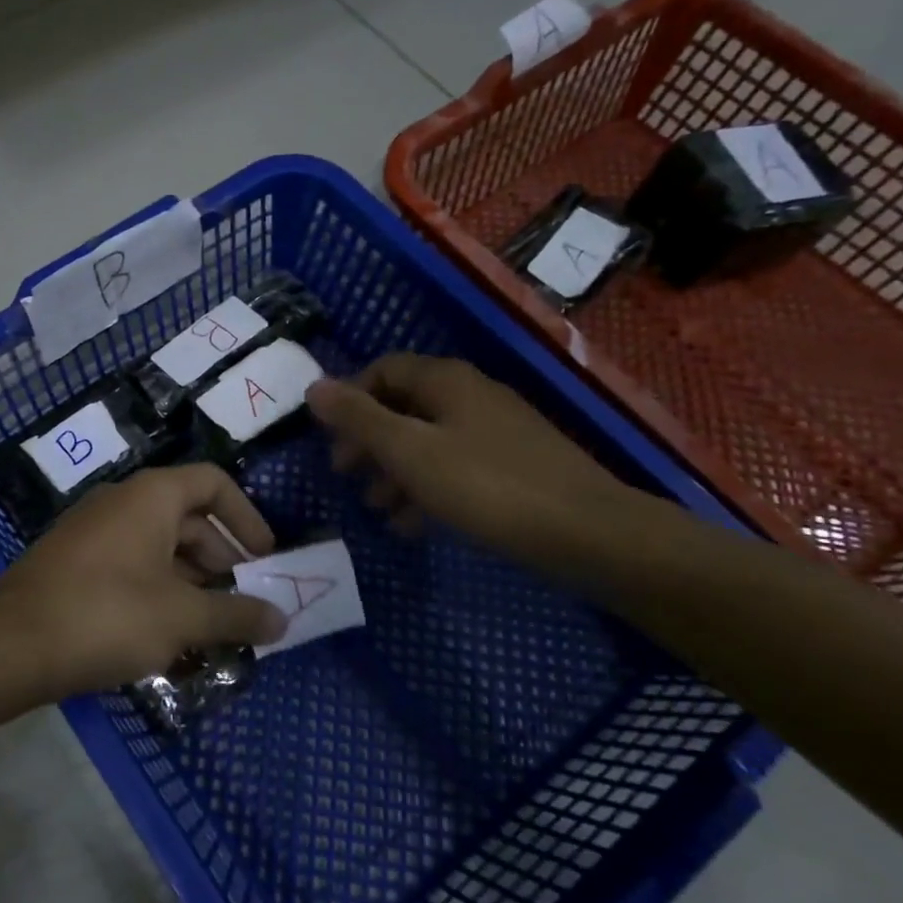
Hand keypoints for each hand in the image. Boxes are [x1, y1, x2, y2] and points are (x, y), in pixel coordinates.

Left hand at [0, 464, 287, 697]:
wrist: (11, 644)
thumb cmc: (108, 614)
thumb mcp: (182, 617)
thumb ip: (236, 615)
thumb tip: (282, 620)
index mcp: (151, 496)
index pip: (213, 483)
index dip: (247, 516)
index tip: (267, 558)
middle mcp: (122, 502)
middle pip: (188, 519)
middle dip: (222, 560)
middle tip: (242, 603)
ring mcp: (93, 532)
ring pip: (159, 548)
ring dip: (191, 584)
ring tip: (211, 630)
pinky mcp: (74, 564)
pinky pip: (130, 567)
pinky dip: (157, 593)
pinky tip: (167, 639)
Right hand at [305, 353, 636, 565]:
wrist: (588, 532)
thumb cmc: (486, 485)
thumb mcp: (409, 451)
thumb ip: (359, 418)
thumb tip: (313, 386)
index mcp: (445, 381)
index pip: (382, 369)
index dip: (350, 398)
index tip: (329, 438)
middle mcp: (470, 395)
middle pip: (403, 407)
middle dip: (369, 441)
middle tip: (346, 476)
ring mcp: (495, 431)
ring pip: (427, 441)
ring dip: (394, 471)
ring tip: (376, 509)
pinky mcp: (512, 466)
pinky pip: (454, 467)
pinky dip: (427, 489)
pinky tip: (413, 525)